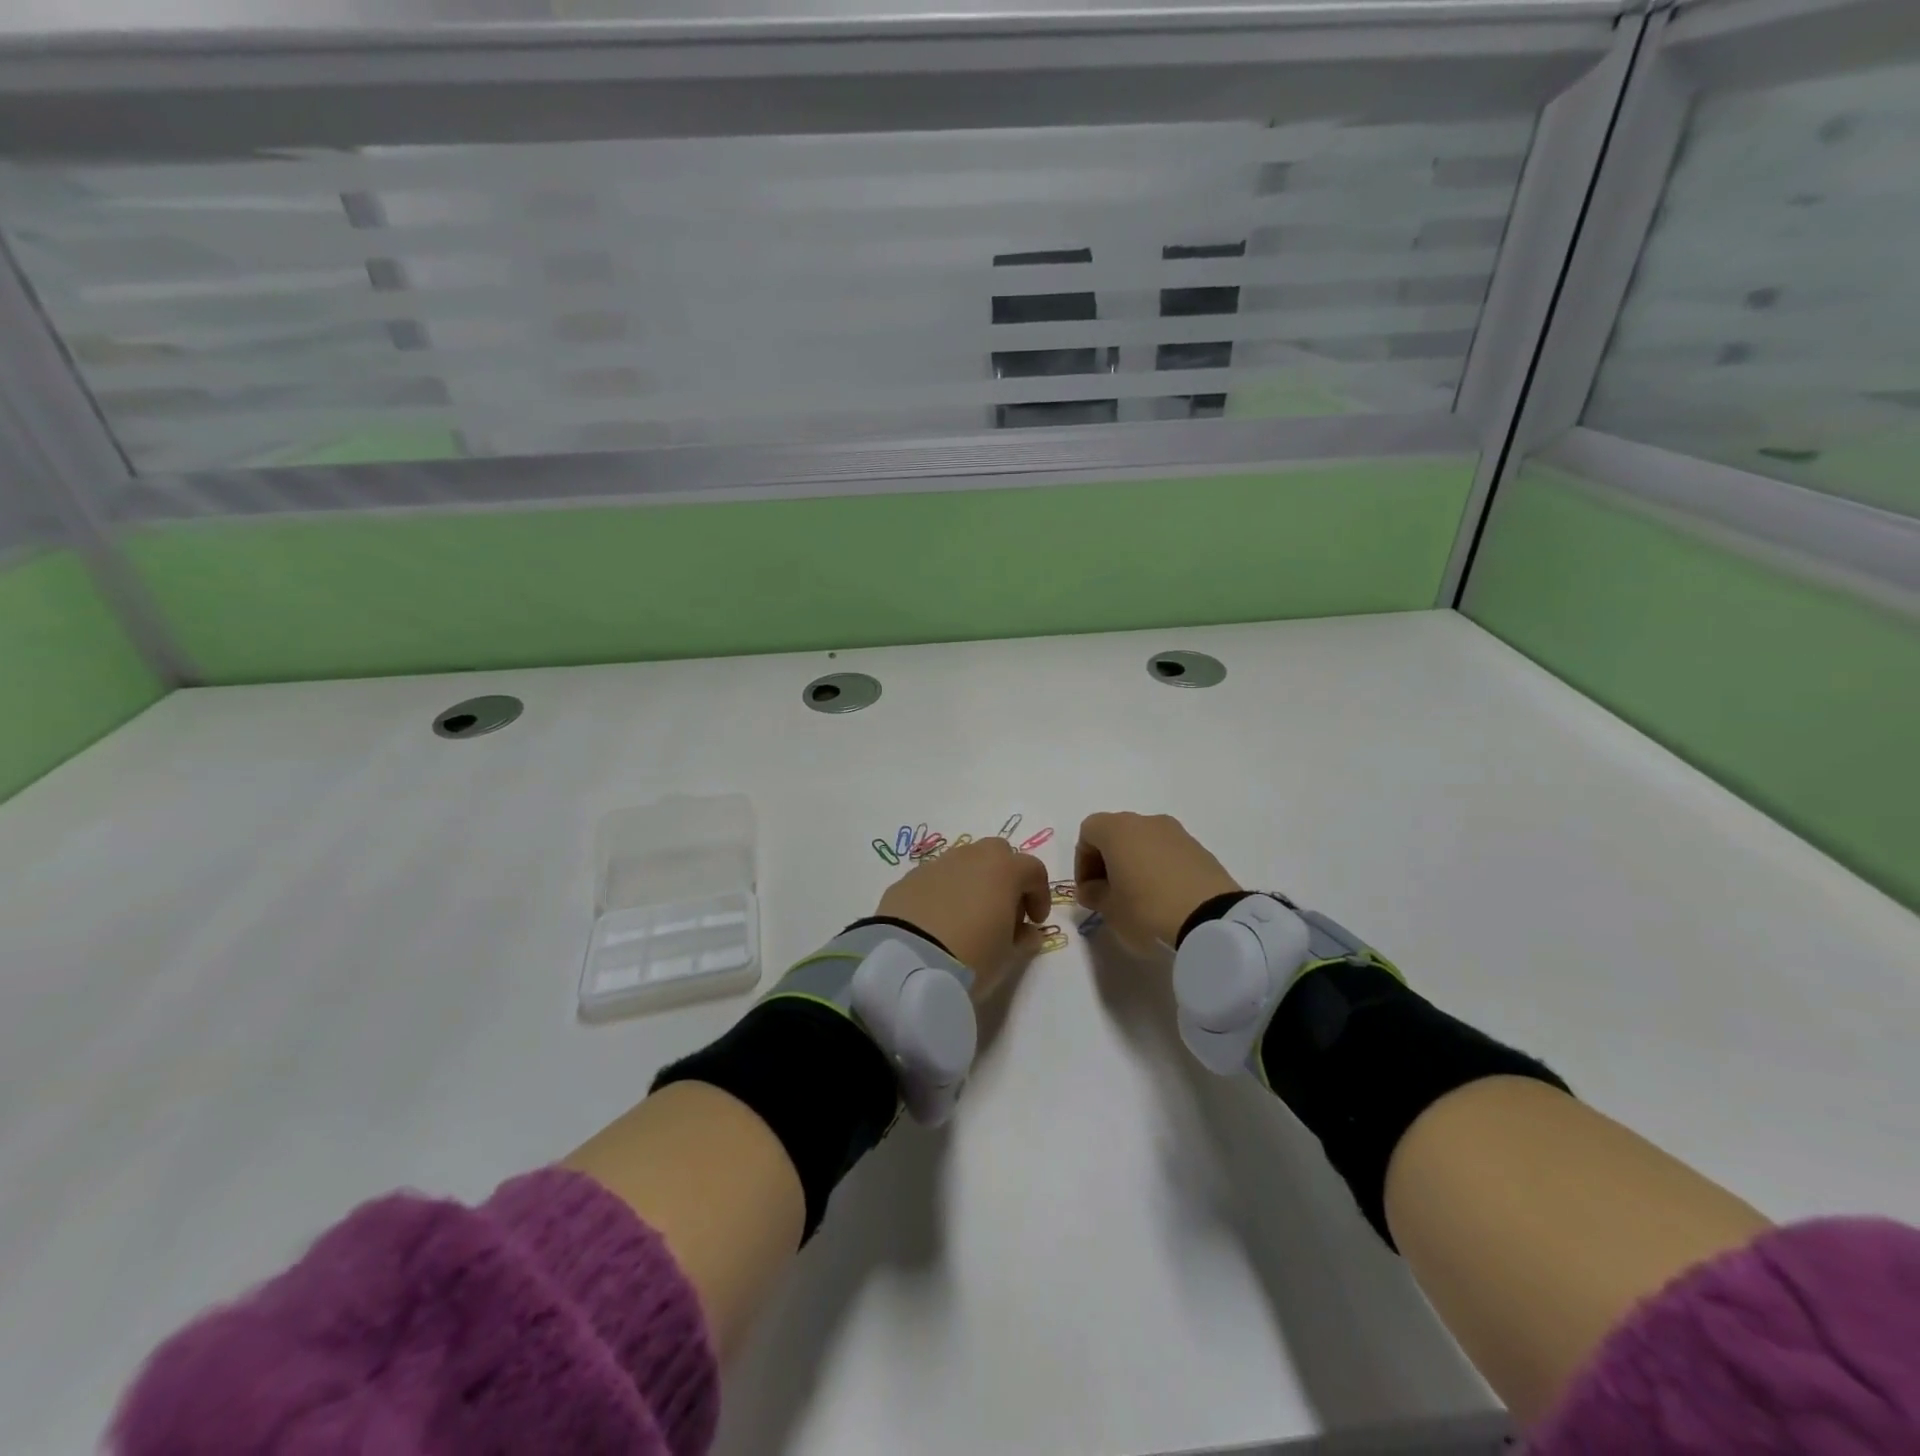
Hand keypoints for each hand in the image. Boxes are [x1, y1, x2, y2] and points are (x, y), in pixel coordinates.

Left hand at [877, 837, 1050, 999]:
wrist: (907, 963)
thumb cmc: (971, 957)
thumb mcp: (1007, 956)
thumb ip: (1022, 939)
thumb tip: (1027, 933)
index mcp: (1002, 869)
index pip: (1033, 869)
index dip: (1039, 895)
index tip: (1035, 921)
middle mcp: (970, 857)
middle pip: (997, 854)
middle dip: (1005, 877)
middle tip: (1003, 912)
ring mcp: (935, 865)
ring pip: (963, 863)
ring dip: (972, 883)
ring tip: (968, 919)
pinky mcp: (907, 879)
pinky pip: (935, 879)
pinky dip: (944, 893)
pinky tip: (938, 923)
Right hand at [1074, 812, 1241, 949]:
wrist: (1212, 919)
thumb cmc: (1147, 909)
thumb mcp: (1110, 909)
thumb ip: (1094, 895)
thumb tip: (1093, 889)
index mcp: (1118, 829)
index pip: (1088, 832)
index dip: (1082, 862)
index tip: (1088, 891)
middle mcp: (1146, 821)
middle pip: (1116, 833)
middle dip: (1107, 861)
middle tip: (1108, 894)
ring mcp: (1177, 833)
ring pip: (1143, 841)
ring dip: (1134, 863)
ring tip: (1138, 898)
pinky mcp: (1200, 849)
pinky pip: (1167, 853)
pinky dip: (1158, 868)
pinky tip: (1163, 897)